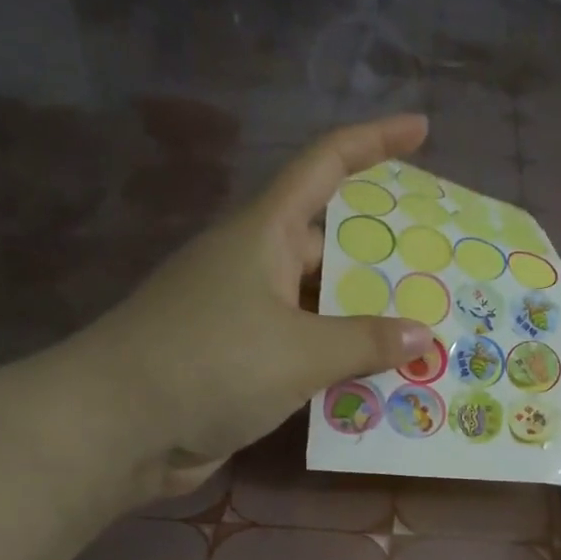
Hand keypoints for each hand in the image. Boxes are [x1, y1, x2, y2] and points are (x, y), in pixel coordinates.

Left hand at [67, 114, 435, 495]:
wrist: (116, 429)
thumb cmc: (209, 364)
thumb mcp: (299, 350)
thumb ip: (365, 342)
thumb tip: (421, 335)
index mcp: (265, 234)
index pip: (325, 165)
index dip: (374, 141)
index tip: (421, 130)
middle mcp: (258, 266)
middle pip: (334, 246)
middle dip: (387, 258)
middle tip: (444, 273)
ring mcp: (249, 316)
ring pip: (324, 307)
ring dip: (369, 323)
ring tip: (429, 336)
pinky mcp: (244, 363)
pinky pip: (309, 352)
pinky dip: (343, 364)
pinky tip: (383, 383)